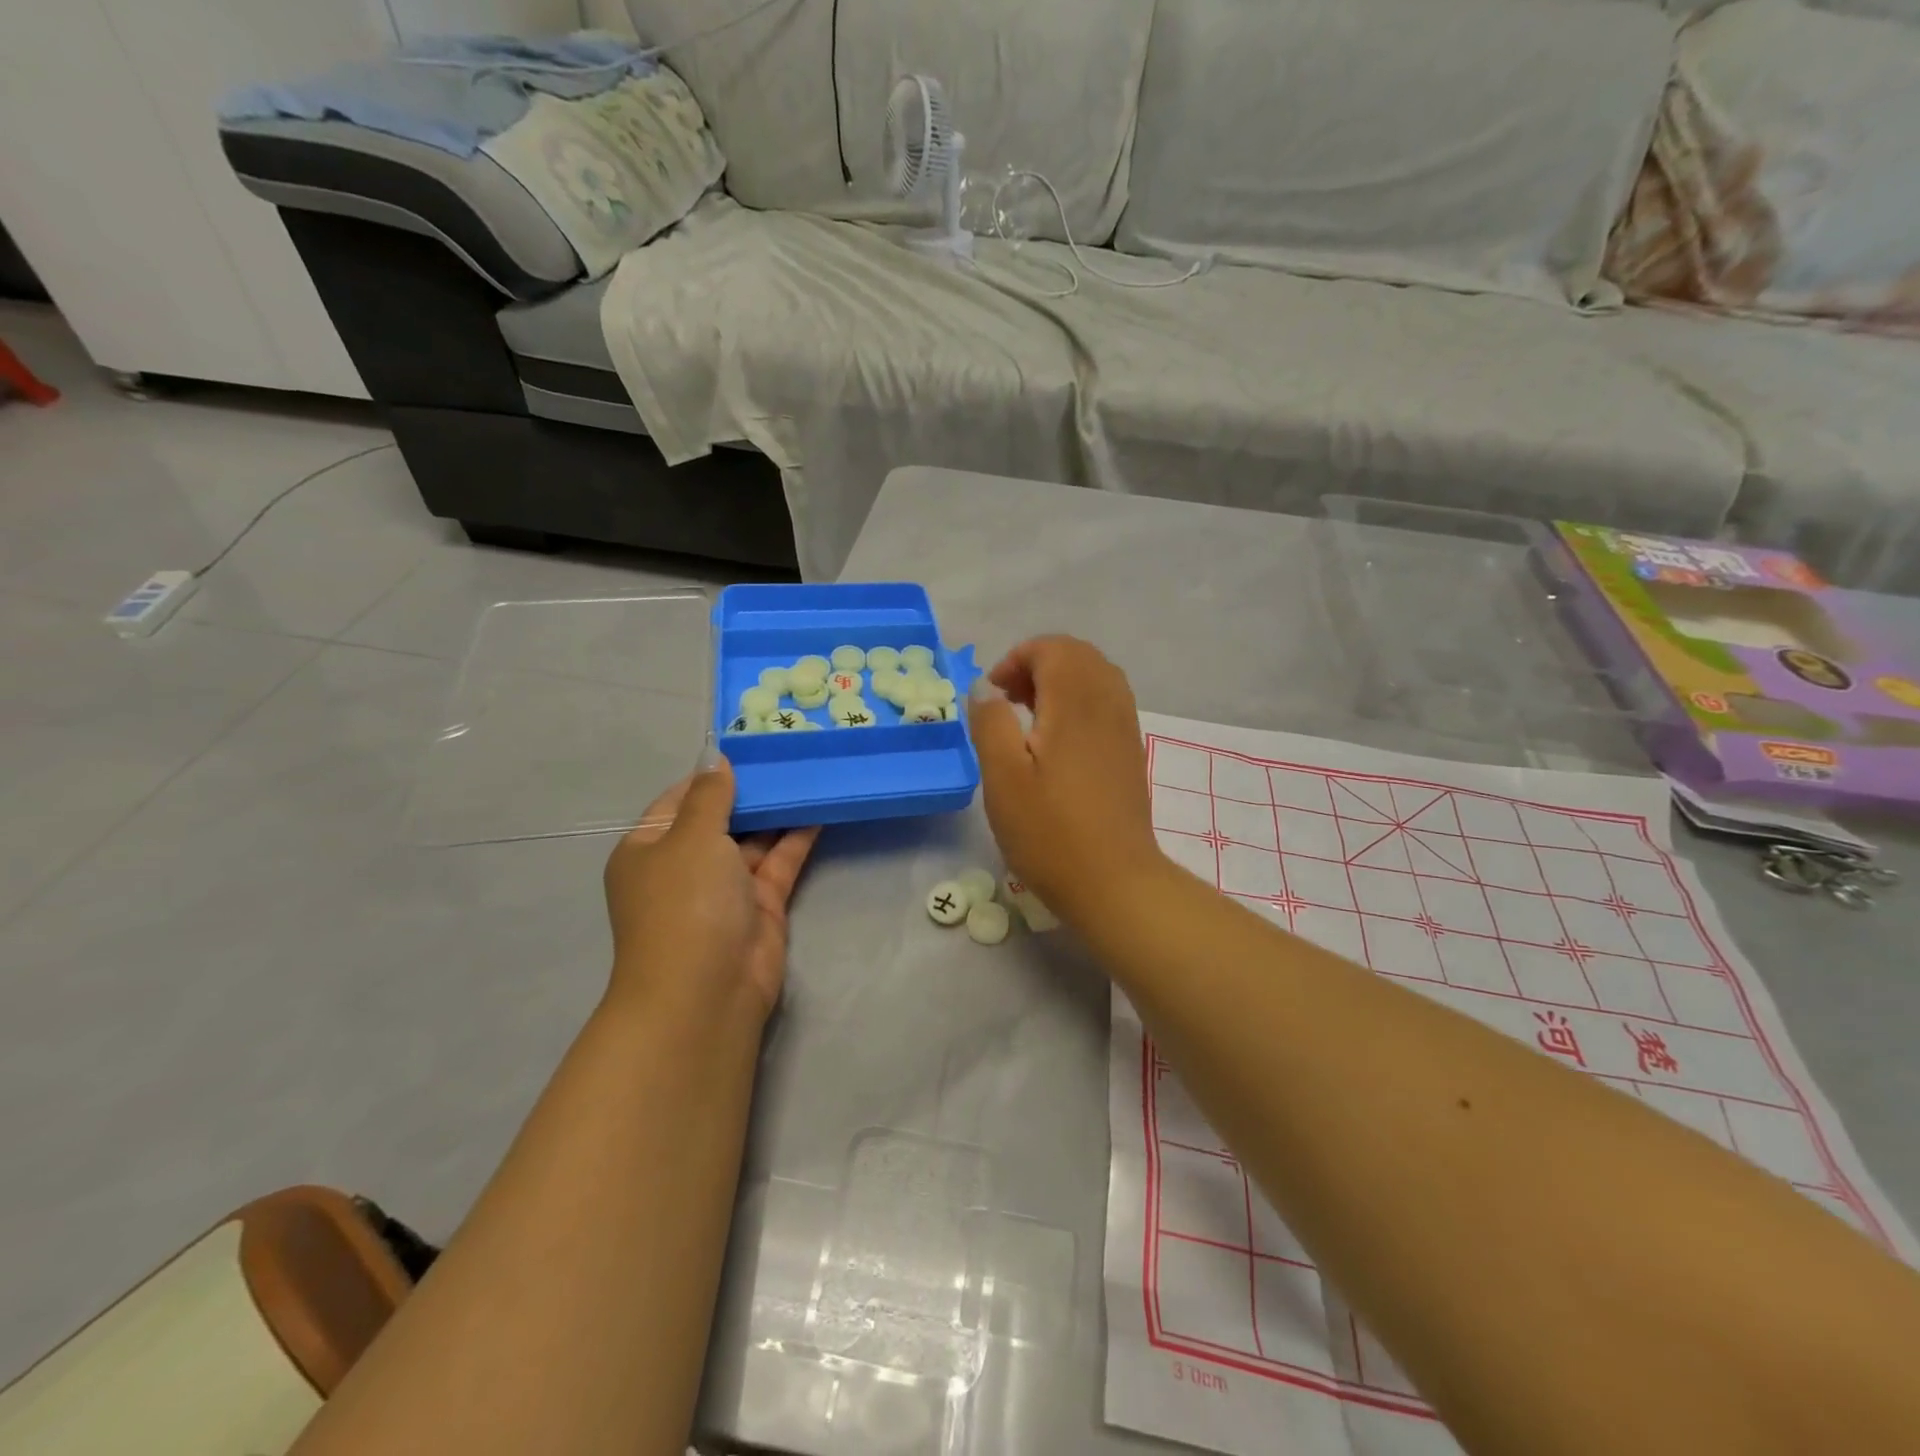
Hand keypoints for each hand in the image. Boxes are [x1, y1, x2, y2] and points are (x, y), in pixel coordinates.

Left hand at [602, 751, 819, 1026]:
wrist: (705, 991)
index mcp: (649, 848)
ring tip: (808, 773)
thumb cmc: (685, 903)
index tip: (748, 748)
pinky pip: (778, 862)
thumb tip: (715, 759)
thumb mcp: (691, 837)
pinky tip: (819, 809)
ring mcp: (724, 888)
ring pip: (753, 840)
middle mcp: (684, 866)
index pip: (680, 800)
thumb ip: (710, 796)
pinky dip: (796, 838)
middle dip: (750, 791)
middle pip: (719, 819)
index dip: (712, 775)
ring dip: (777, 811)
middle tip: (786, 755)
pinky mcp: (759, 905)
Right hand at [967, 636, 1163, 924]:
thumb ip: (990, 722)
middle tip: (1008, 701)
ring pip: (1096, 677)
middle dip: (1038, 665)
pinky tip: (1056, 744)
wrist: (1114, 883)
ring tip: (1029, 719)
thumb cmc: (1050, 832)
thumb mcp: (1002, 777)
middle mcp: (1108, 704)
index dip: (1017, 659)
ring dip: (1060, 683)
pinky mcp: (1130, 753)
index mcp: (1076, 702)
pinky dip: (1079, 704)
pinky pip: (1107, 704)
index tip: (992, 696)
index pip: (1053, 648)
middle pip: (1078, 656)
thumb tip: (986, 689)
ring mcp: (1125, 729)